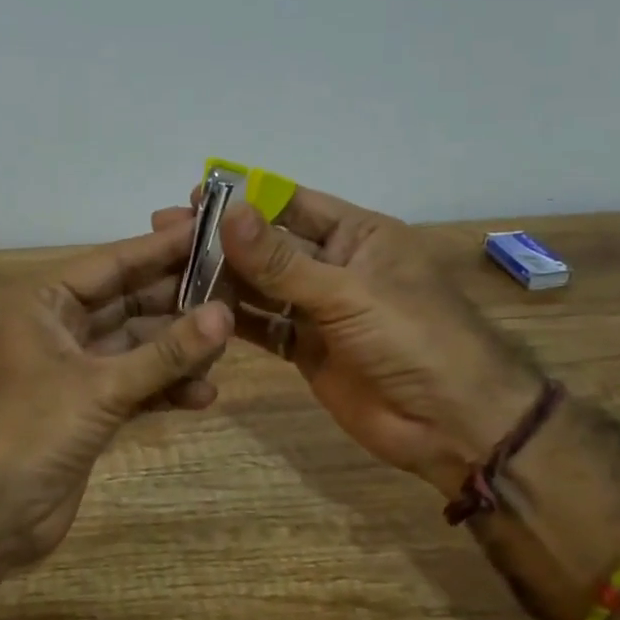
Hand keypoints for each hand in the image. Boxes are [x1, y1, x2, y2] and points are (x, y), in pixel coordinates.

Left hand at [0, 219, 233, 570]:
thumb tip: (224, 315)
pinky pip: (137, 385)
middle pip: (131, 303)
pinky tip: (203, 396)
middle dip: (179, 302)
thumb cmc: (33, 430)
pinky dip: (166, 388)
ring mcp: (78, 370)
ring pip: (139, 346)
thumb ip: (165, 353)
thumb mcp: (102, 386)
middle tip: (235, 292)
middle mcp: (63, 329)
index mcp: (48, 304)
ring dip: (178, 350)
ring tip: (225, 350)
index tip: (211, 231)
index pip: (113, 263)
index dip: (161, 248)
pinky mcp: (91, 408)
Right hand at [153, 185, 536, 493]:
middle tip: (165, 233)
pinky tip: (194, 312)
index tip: (196, 194)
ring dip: (221, 278)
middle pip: (269, 246)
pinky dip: (232, 320)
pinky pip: (263, 326)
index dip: (246, 198)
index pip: (292, 204)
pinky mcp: (307, 349)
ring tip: (168, 269)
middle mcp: (335, 266)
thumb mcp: (347, 293)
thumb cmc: (413, 339)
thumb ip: (281, 260)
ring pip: (261, 286)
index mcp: (358, 235)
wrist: (454, 425)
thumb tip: (228, 212)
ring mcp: (320, 310)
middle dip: (222, 239)